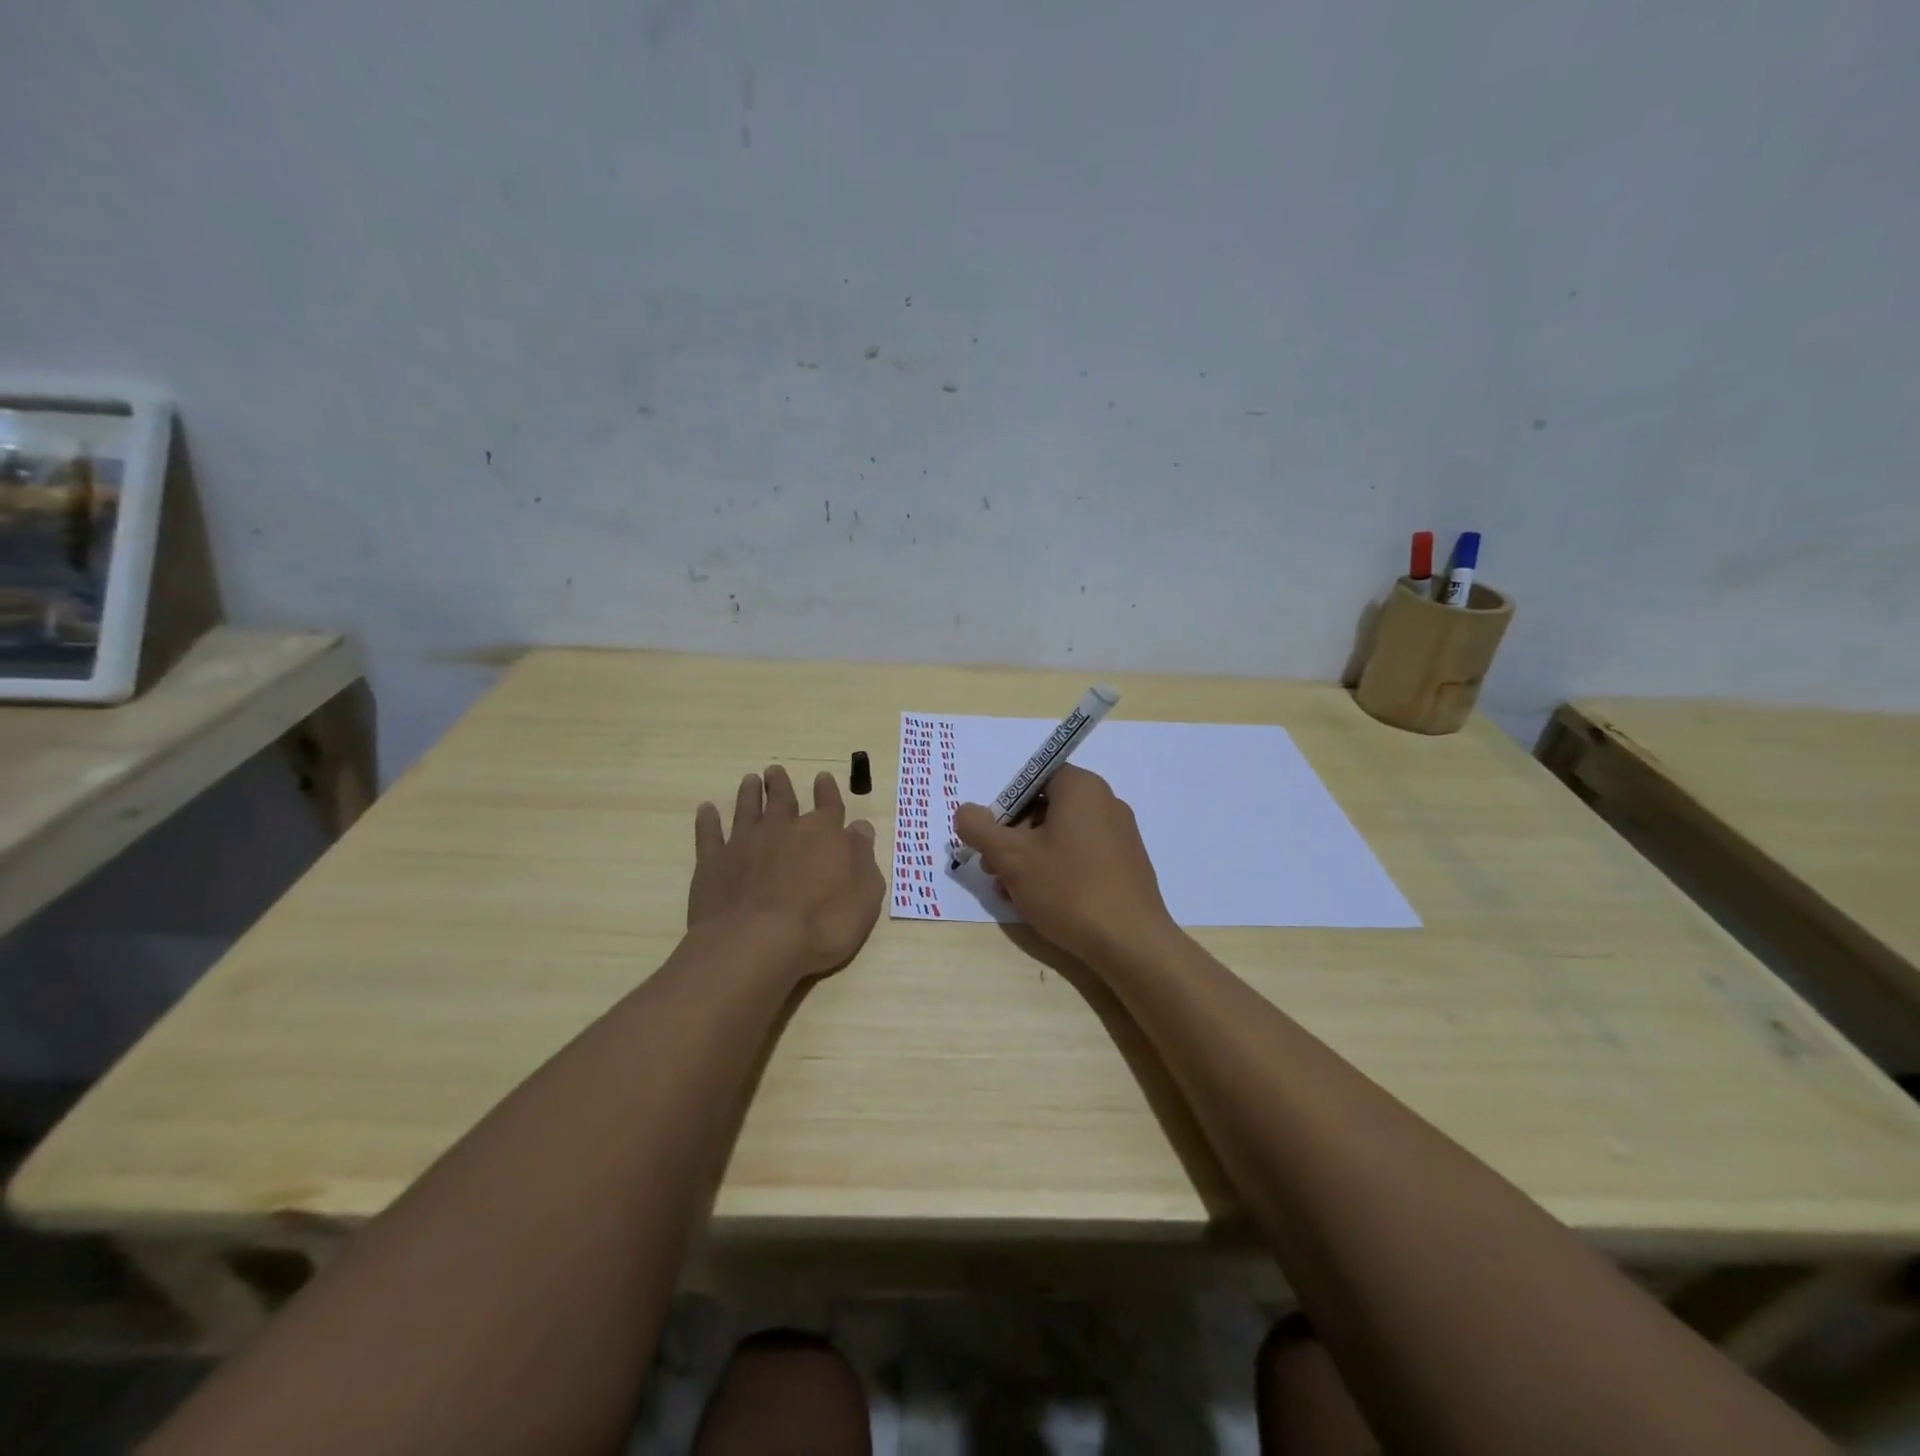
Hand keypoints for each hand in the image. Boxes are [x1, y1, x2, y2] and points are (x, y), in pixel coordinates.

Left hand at [688, 765, 884, 980]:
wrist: (757, 944)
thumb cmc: (822, 924)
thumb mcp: (864, 895)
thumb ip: (863, 857)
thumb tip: (860, 828)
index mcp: (823, 833)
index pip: (829, 804)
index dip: (828, 791)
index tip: (823, 777)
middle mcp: (783, 828)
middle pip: (783, 798)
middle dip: (781, 784)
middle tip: (775, 771)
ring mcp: (745, 842)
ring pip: (747, 808)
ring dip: (749, 793)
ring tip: (750, 780)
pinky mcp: (713, 862)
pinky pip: (709, 834)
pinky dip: (708, 821)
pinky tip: (706, 810)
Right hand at [952, 765, 1176, 963]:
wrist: (1131, 943)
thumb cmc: (1068, 888)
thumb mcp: (1011, 857)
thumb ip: (980, 828)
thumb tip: (965, 811)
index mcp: (1081, 787)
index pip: (1034, 778)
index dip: (1006, 806)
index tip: (991, 838)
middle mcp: (1106, 802)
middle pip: (1045, 809)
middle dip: (1013, 838)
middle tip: (993, 870)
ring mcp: (1120, 835)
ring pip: (1061, 837)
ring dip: (1030, 860)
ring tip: (1011, 893)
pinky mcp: (1127, 866)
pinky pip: (1082, 857)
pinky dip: (1057, 872)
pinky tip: (1041, 903)